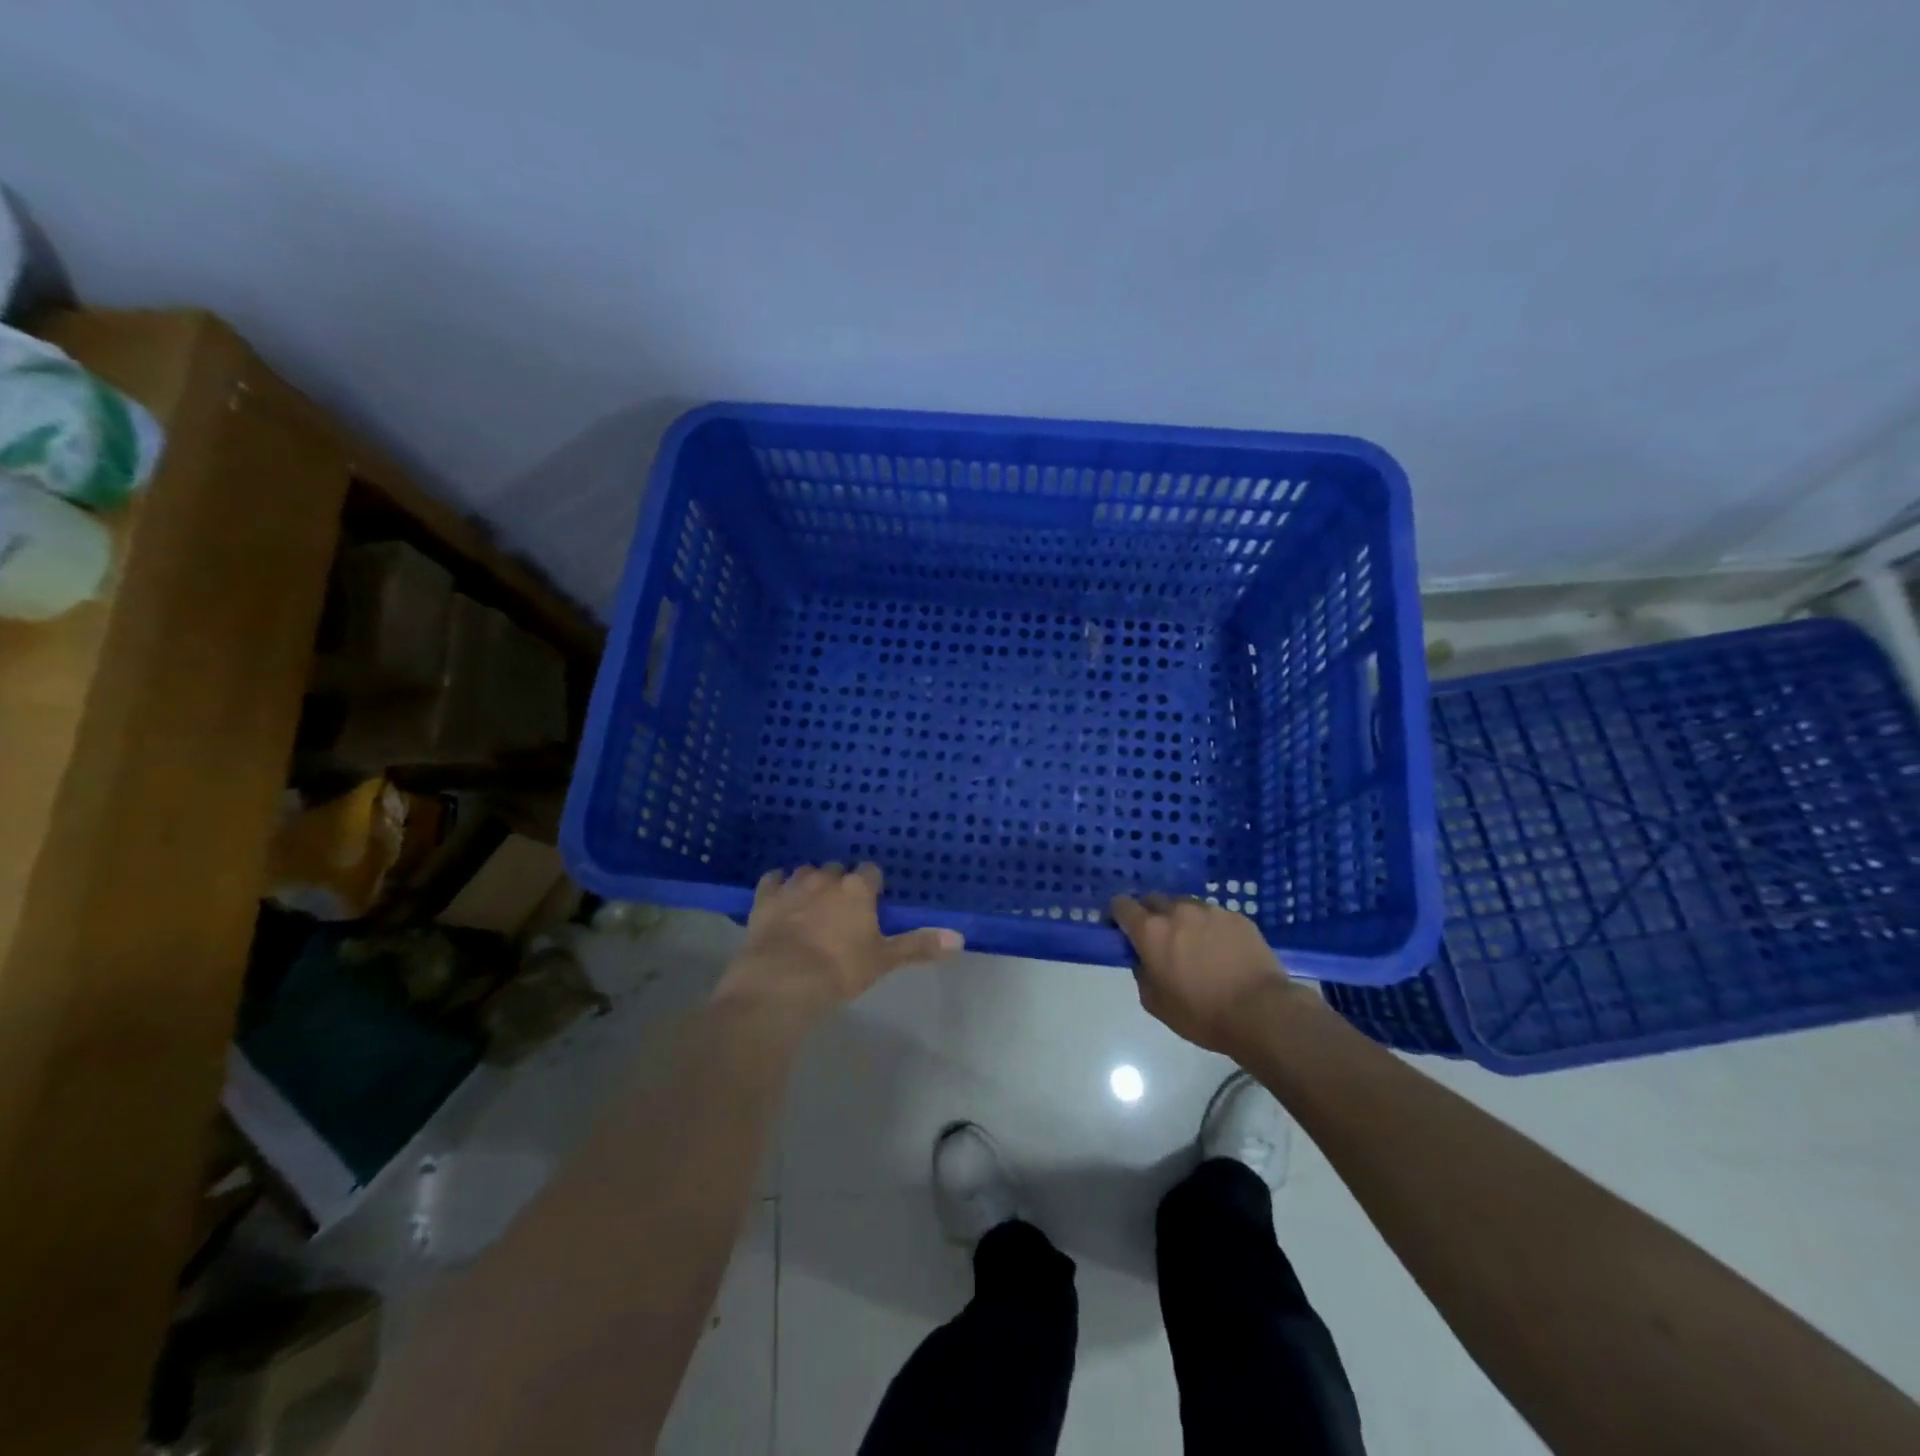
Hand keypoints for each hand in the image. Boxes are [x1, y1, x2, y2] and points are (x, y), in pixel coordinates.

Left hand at [717, 863, 962, 1019]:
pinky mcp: (765, 899)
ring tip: (813, 902)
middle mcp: (826, 878)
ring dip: (811, 882)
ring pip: (806, 871)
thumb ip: (919, 945)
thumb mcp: (883, 960)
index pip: (871, 872)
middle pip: (838, 869)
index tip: (873, 901)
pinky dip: (778, 886)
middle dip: (841, 883)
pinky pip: (773, 880)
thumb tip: (959, 938)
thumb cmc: (839, 970)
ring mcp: (793, 886)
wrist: (782, 981)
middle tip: (843, 908)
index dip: (872, 886)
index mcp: (857, 889)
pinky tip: (780, 896)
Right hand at [1110, 893, 1307, 1054]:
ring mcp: (1210, 910)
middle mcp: (1177, 911)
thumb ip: (1141, 972)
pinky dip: (1209, 927)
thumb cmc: (1202, 1013)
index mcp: (1151, 931)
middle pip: (1153, 899)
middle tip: (1158, 940)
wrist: (1261, 1012)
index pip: (1121, 905)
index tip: (1122, 931)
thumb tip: (1143, 959)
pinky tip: (1221, 951)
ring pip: (1185, 905)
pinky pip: (1213, 916)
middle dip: (1149, 915)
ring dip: (1181, 919)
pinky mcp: (1237, 917)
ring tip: (1194, 945)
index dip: (1118, 916)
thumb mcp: (1155, 1003)